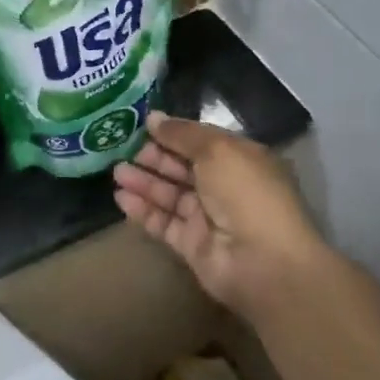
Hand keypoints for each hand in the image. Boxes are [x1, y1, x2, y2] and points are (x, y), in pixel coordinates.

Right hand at [112, 113, 332, 312]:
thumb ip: (183, 134)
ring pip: (169, 194)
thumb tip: (153, 118)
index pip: (202, 142)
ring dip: (143, 182)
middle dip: (154, 158)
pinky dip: (142, 210)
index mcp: (241, 161)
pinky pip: (162, 222)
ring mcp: (208, 218)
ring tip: (116, 172)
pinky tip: (121, 197)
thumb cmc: (246, 194)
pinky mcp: (191, 244)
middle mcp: (225, 187)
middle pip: (182, 168)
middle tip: (122, 149)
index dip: (173, 133)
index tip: (142, 125)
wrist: (262, 261)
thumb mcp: (218, 150)